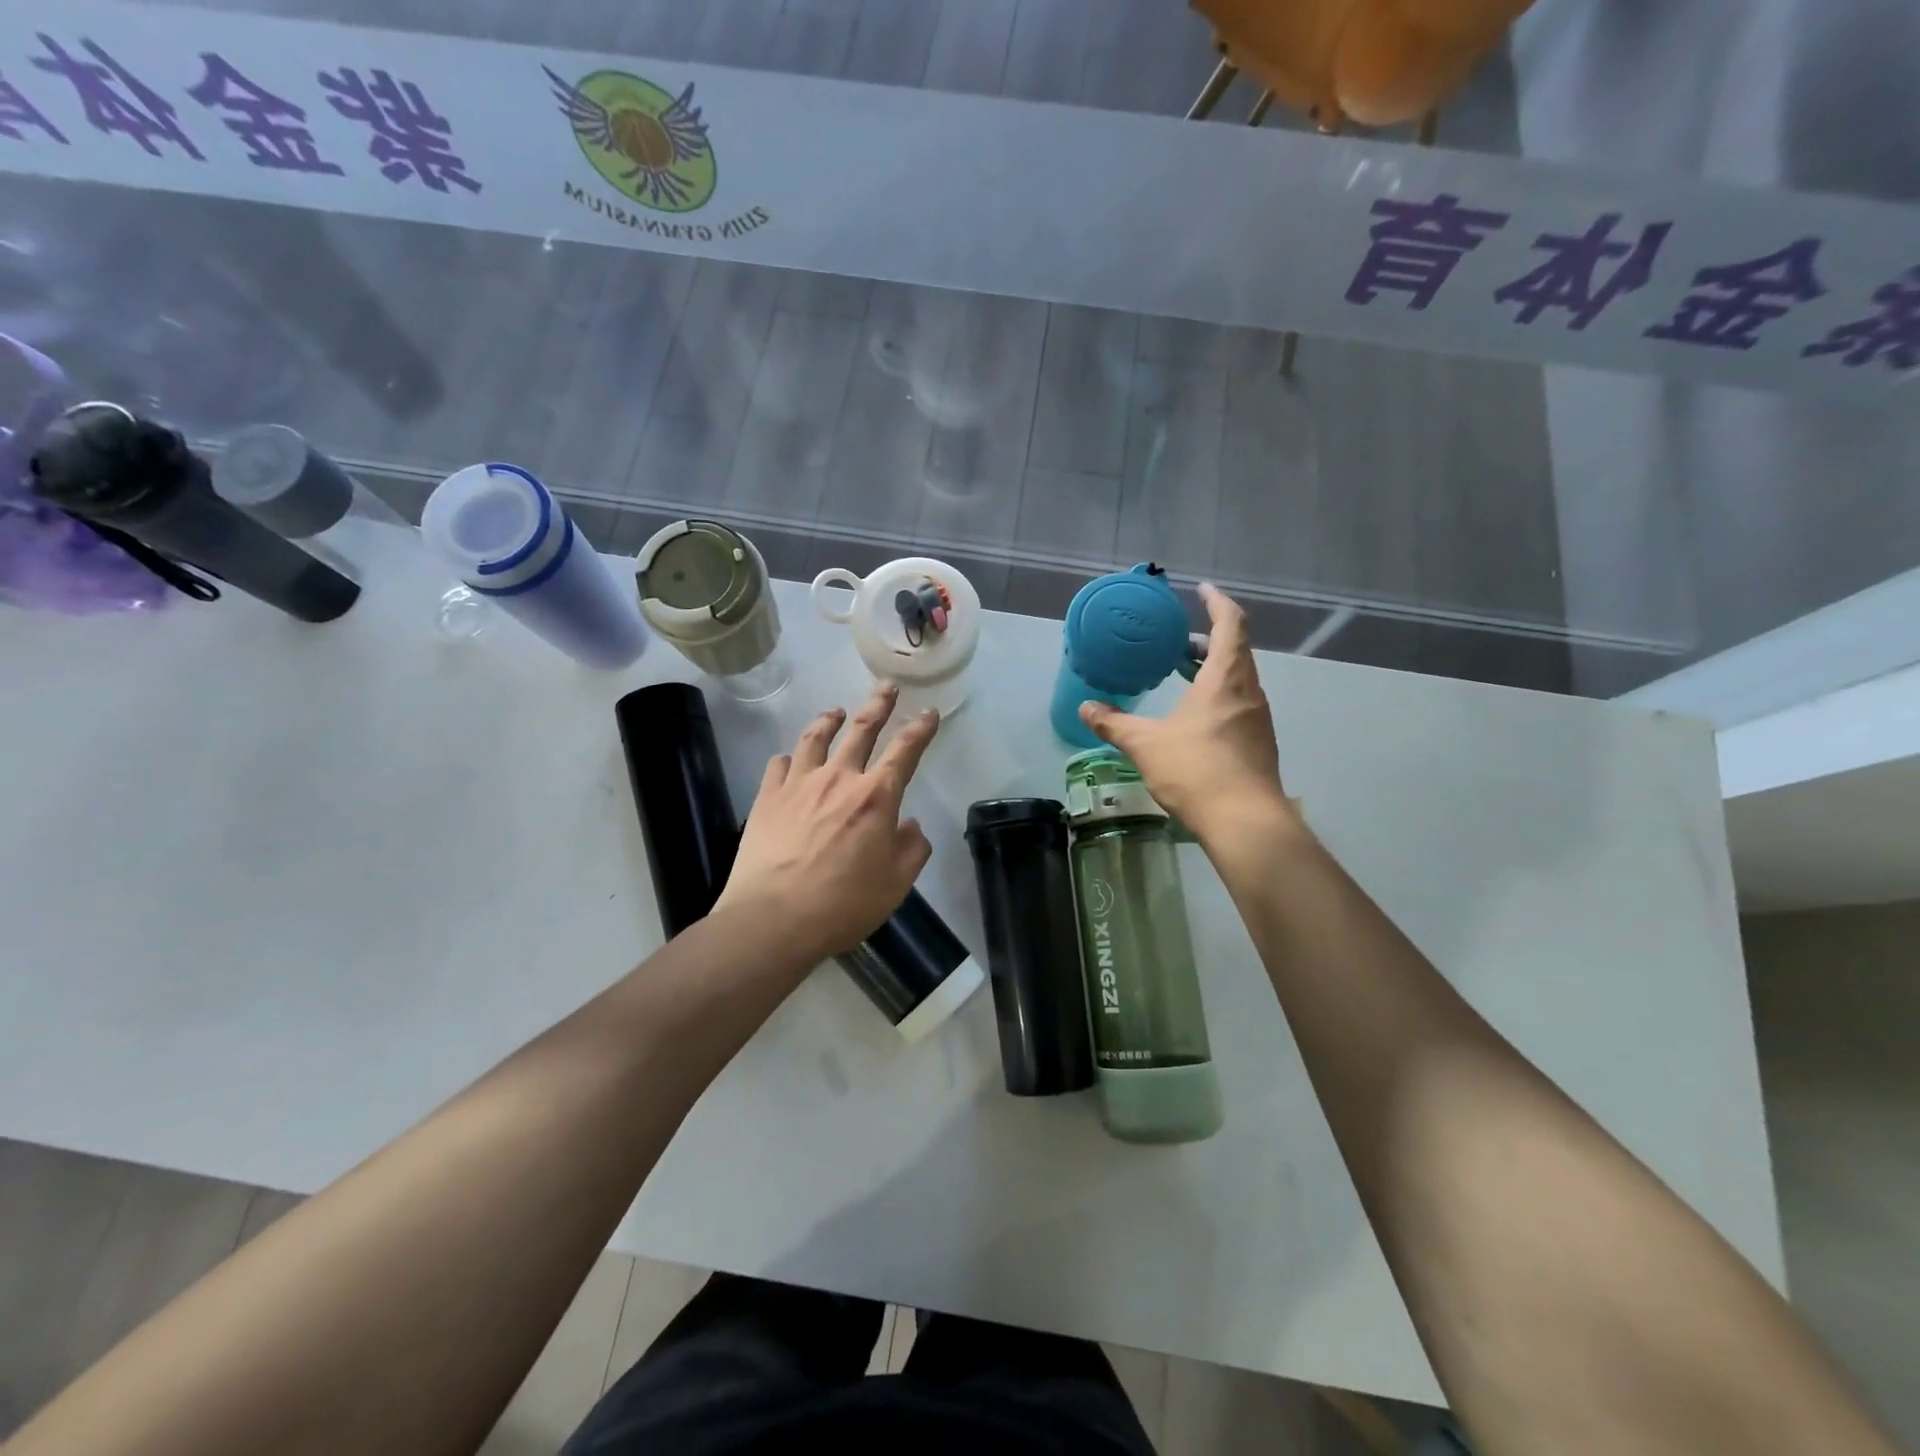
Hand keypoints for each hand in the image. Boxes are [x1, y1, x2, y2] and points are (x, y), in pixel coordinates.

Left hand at [717, 685, 939, 963]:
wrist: (773, 918)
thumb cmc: (843, 904)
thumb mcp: (895, 884)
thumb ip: (911, 849)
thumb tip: (910, 825)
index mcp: (876, 797)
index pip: (905, 751)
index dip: (921, 729)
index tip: (930, 712)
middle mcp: (839, 779)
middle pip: (861, 730)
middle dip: (879, 704)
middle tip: (887, 686)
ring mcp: (799, 784)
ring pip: (815, 738)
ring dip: (829, 720)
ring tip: (836, 712)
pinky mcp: (767, 797)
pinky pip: (779, 765)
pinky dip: (789, 758)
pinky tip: (789, 760)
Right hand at [1079, 584, 1291, 841]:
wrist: (1245, 821)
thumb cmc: (1196, 770)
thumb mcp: (1145, 744)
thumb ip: (1114, 723)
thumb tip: (1086, 708)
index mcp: (1225, 679)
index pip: (1230, 624)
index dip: (1217, 602)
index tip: (1201, 590)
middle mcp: (1248, 691)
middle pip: (1235, 650)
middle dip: (1208, 640)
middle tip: (1177, 642)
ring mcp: (1257, 718)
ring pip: (1237, 679)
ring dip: (1212, 670)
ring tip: (1181, 675)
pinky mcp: (1258, 743)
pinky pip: (1238, 704)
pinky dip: (1217, 696)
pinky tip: (1194, 718)